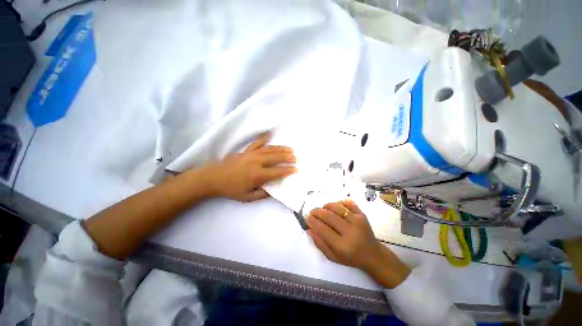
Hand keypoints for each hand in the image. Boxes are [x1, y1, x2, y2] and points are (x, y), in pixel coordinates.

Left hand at [201, 133, 296, 201]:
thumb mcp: (247, 197)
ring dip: (282, 149)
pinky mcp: (246, 150)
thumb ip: (263, 194)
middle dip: (289, 157)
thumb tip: (275, 191)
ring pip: (270, 149)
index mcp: (258, 175)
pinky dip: (264, 138)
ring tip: (291, 149)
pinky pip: (257, 142)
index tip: (297, 169)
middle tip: (297, 158)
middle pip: (276, 158)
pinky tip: (270, 135)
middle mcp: (257, 162)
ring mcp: (251, 154)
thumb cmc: (231, 189)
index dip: (289, 170)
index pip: (278, 172)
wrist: (213, 178)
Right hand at [306, 200, 410, 288]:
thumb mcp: (333, 257)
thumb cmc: (351, 258)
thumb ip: (320, 244)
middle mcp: (351, 232)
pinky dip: (338, 203)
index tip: (307, 217)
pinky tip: (335, 208)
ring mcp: (358, 221)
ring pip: (336, 207)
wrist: (373, 254)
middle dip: (316, 212)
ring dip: (326, 206)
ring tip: (322, 210)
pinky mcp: (362, 215)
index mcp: (343, 246)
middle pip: (328, 216)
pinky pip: (347, 203)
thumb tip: (308, 229)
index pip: (322, 229)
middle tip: (312, 212)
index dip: (312, 221)